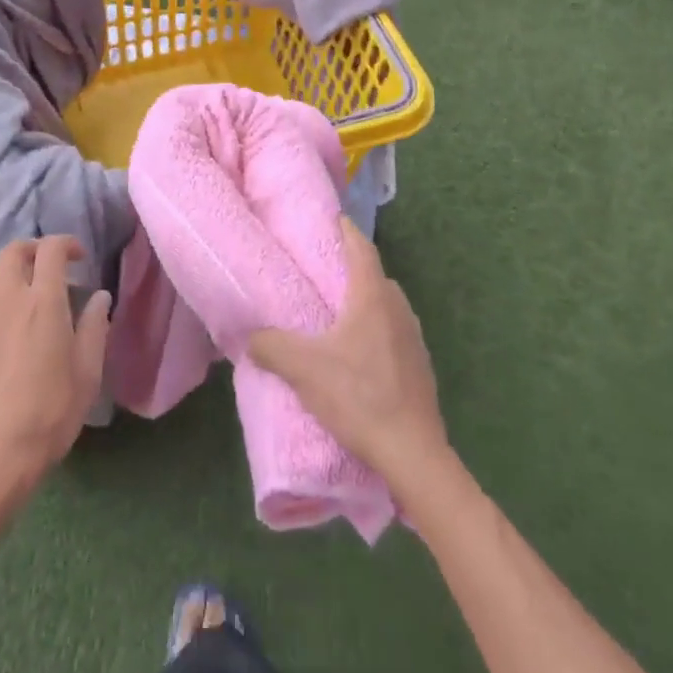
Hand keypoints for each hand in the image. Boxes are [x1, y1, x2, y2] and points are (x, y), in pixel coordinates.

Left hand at [0, 236, 111, 517]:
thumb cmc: (48, 414)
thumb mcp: (87, 374)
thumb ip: (94, 327)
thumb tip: (100, 296)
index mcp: (44, 302)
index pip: (52, 250)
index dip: (67, 244)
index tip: (80, 257)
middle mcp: (8, 298)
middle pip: (14, 251)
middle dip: (34, 248)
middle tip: (50, 265)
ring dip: (7, 268)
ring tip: (21, 286)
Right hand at [248, 216, 448, 492]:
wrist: (412, 452)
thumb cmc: (359, 397)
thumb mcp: (304, 370)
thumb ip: (272, 347)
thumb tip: (252, 337)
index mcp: (372, 297)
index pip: (362, 249)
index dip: (347, 231)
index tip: (333, 220)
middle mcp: (398, 308)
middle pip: (375, 276)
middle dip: (352, 268)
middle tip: (323, 271)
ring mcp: (414, 337)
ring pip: (386, 305)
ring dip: (364, 301)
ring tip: (337, 313)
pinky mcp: (420, 366)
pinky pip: (394, 331)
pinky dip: (376, 329)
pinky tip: (359, 353)